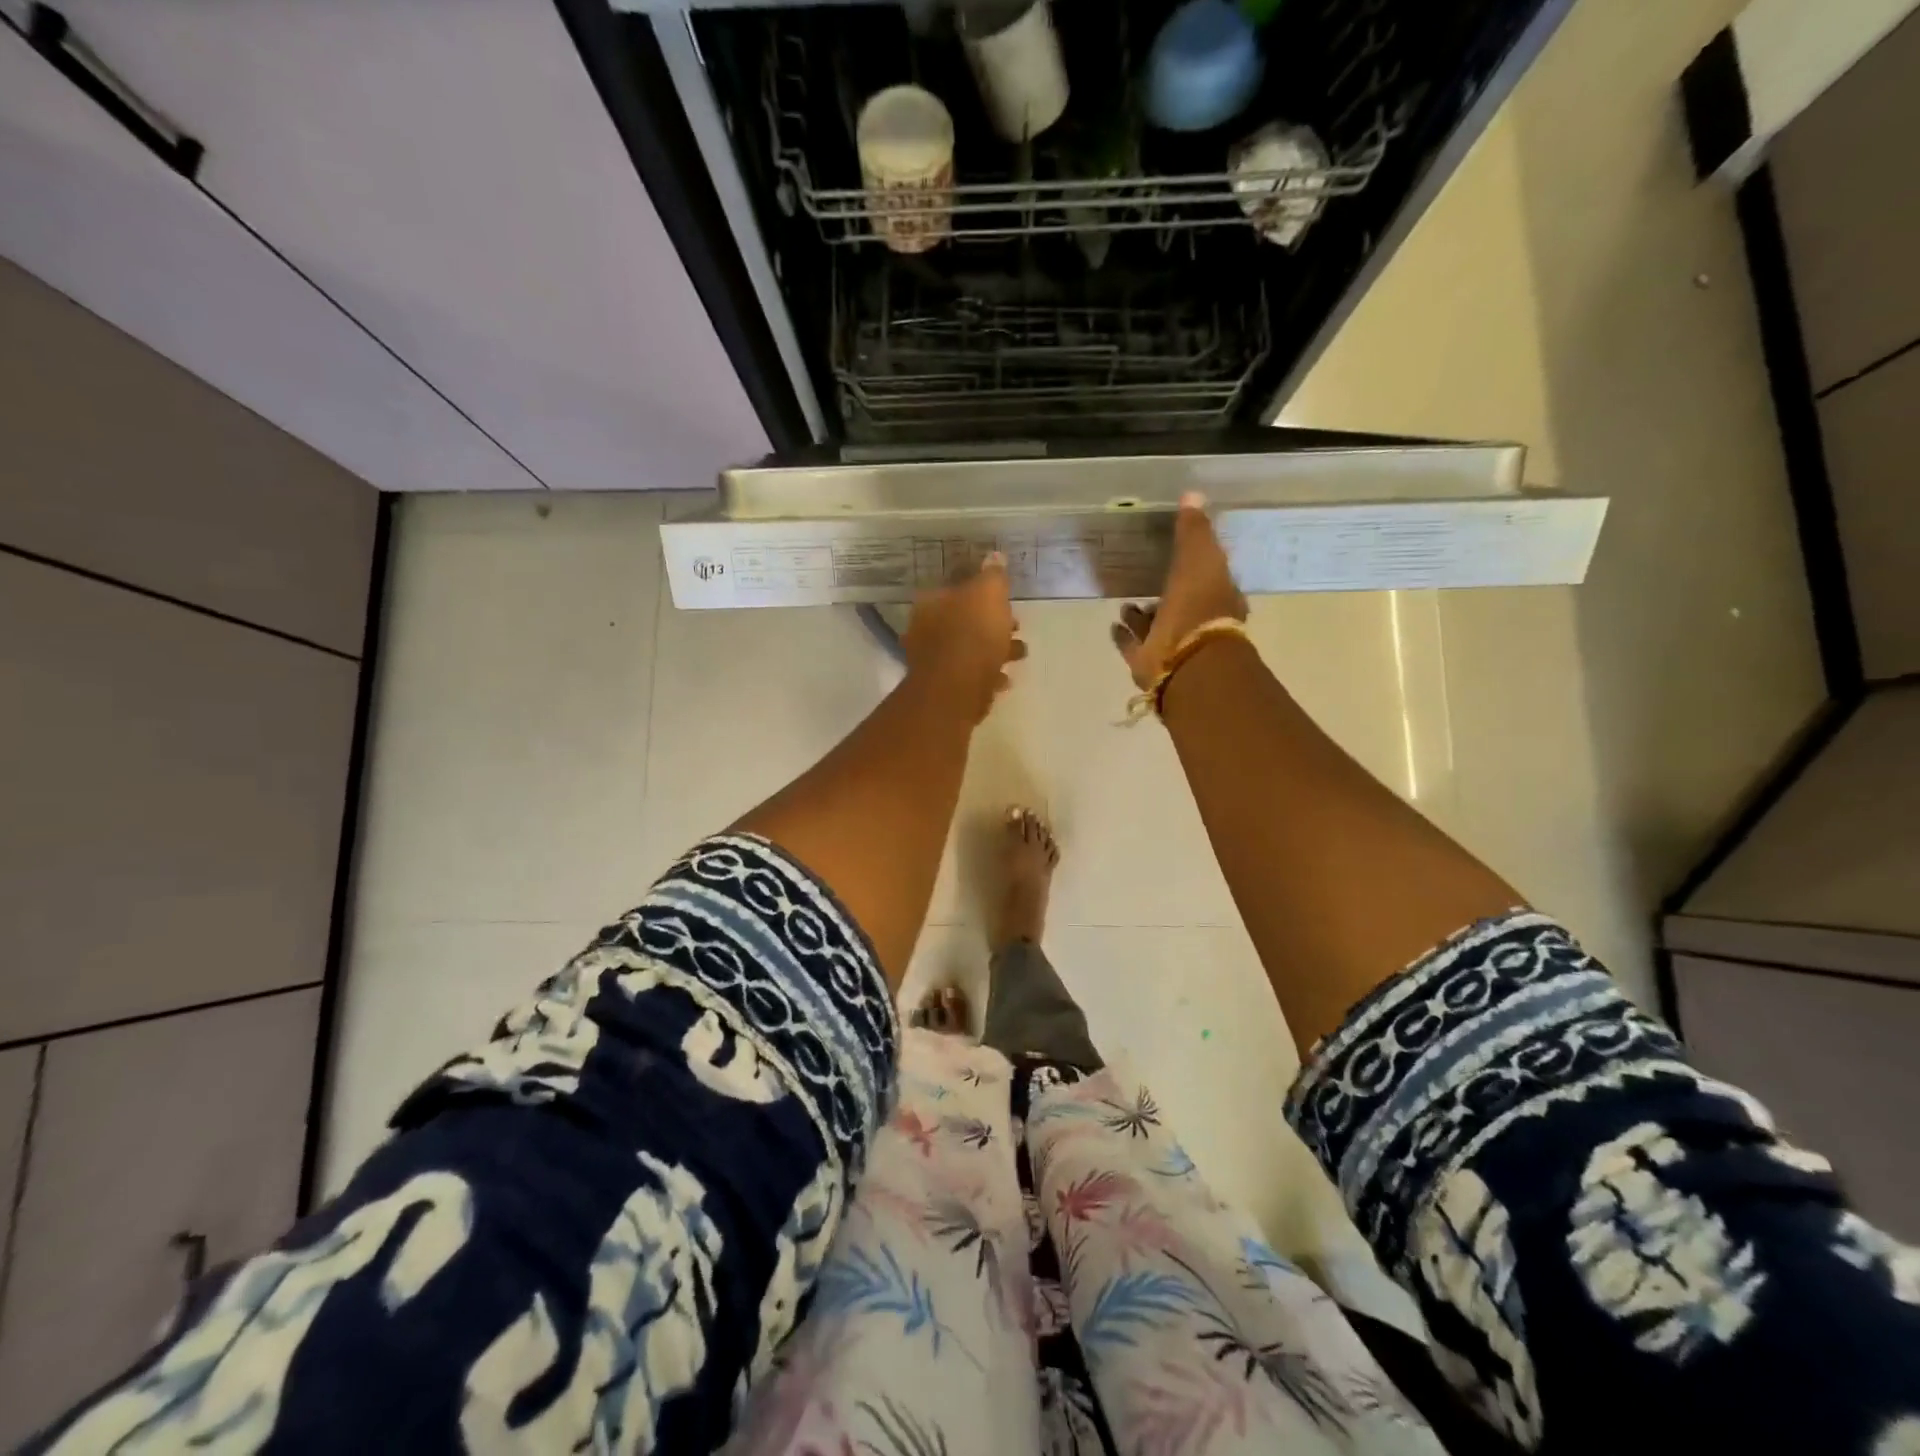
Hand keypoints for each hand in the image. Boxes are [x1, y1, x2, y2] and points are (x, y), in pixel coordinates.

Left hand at [901, 552, 1025, 722]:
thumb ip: (993, 575)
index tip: (1006, 599)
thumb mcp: (989, 593)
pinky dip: (988, 675)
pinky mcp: (944, 688)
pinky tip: (1004, 679)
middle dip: (992, 623)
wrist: (957, 688)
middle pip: (963, 620)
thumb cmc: (973, 633)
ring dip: (995, 650)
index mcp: (931, 601)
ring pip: (968, 648)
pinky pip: (969, 675)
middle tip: (1016, 626)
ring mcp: (932, 660)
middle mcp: (925, 628)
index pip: (957, 587)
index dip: (983, 591)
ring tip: (1019, 654)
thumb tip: (994, 557)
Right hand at [1112, 492, 1246, 689]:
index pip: (1209, 578)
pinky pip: (1134, 646)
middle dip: (1166, 593)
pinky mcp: (1150, 662)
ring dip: (1142, 616)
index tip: (1180, 554)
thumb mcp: (1199, 558)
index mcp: (1218, 597)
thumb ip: (1194, 530)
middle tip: (1146, 579)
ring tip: (1125, 603)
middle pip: (1181, 604)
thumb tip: (1192, 495)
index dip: (1197, 566)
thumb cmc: (1199, 606)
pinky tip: (1114, 625)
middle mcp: (1198, 622)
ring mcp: (1173, 645)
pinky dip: (1124, 636)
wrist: (1187, 661)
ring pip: (1156, 626)